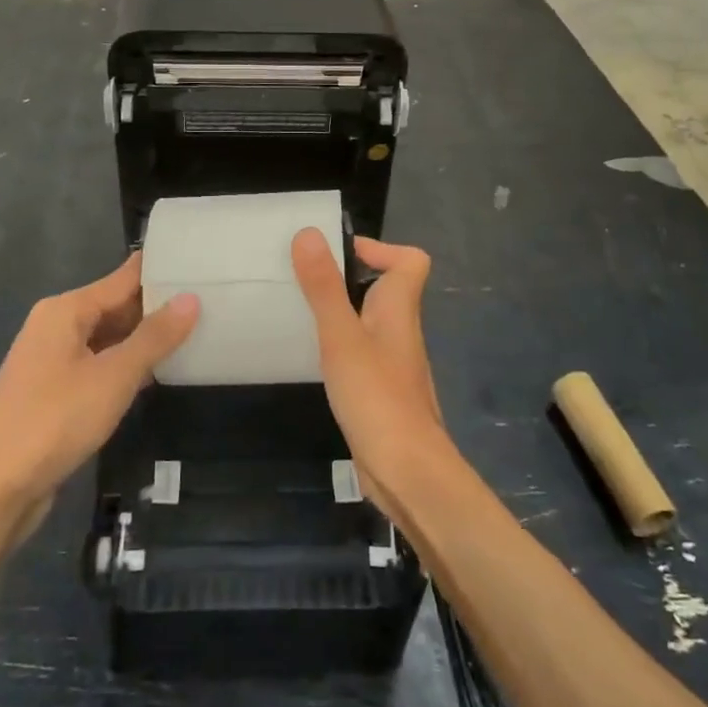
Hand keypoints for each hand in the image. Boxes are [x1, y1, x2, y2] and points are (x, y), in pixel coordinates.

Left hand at [0, 254, 198, 519]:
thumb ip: (154, 337)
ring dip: (144, 340)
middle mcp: (56, 327)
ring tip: (196, 332)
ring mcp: (52, 362)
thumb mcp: (113, 376)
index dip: (160, 271)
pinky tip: (158, 374)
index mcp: (65, 310)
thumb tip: (191, 298)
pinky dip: (126, 367)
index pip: (123, 278)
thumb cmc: (54, 421)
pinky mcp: (53, 395)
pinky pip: (98, 367)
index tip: (200, 263)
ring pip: (108, 339)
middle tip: (210, 300)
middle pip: (115, 306)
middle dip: (157, 307)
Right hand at [290, 229, 444, 512]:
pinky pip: (360, 351)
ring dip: (339, 310)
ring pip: (369, 320)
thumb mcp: (341, 336)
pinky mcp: (380, 390)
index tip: (336, 253)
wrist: (407, 472)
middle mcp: (400, 329)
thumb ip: (324, 287)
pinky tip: (310, 355)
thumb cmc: (377, 396)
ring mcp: (392, 362)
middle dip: (346, 277)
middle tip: (303, 278)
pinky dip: (338, 344)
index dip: (379, 248)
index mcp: (399, 308)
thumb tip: (309, 233)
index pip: (410, 261)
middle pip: (384, 288)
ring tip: (297, 309)